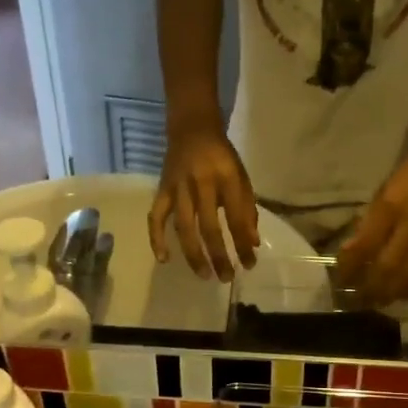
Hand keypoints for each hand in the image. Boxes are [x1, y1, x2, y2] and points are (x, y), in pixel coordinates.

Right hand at [149, 126, 258, 281]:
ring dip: (194, 254)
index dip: (243, 244)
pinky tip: (164, 259)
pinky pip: (155, 217)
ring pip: (184, 227)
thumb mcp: (241, 177)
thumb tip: (252, 244)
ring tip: (204, 275)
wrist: (192, 129)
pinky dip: (157, 239)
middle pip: (209, 227)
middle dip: (220, 256)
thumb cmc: (221, 157)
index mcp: (226, 178)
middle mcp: (201, 183)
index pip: (236, 218)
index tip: (250, 264)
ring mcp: (178, 188)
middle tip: (227, 278)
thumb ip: (247, 209)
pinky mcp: (162, 190)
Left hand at [337, 141, 407, 304]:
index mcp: (391, 205)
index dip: (351, 268)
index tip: (341, 280)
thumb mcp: (386, 189)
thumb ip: (371, 220)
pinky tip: (405, 293)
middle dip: (372, 288)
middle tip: (359, 301)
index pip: (365, 246)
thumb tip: (352, 251)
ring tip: (379, 303)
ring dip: (393, 292)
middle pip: (389, 267)